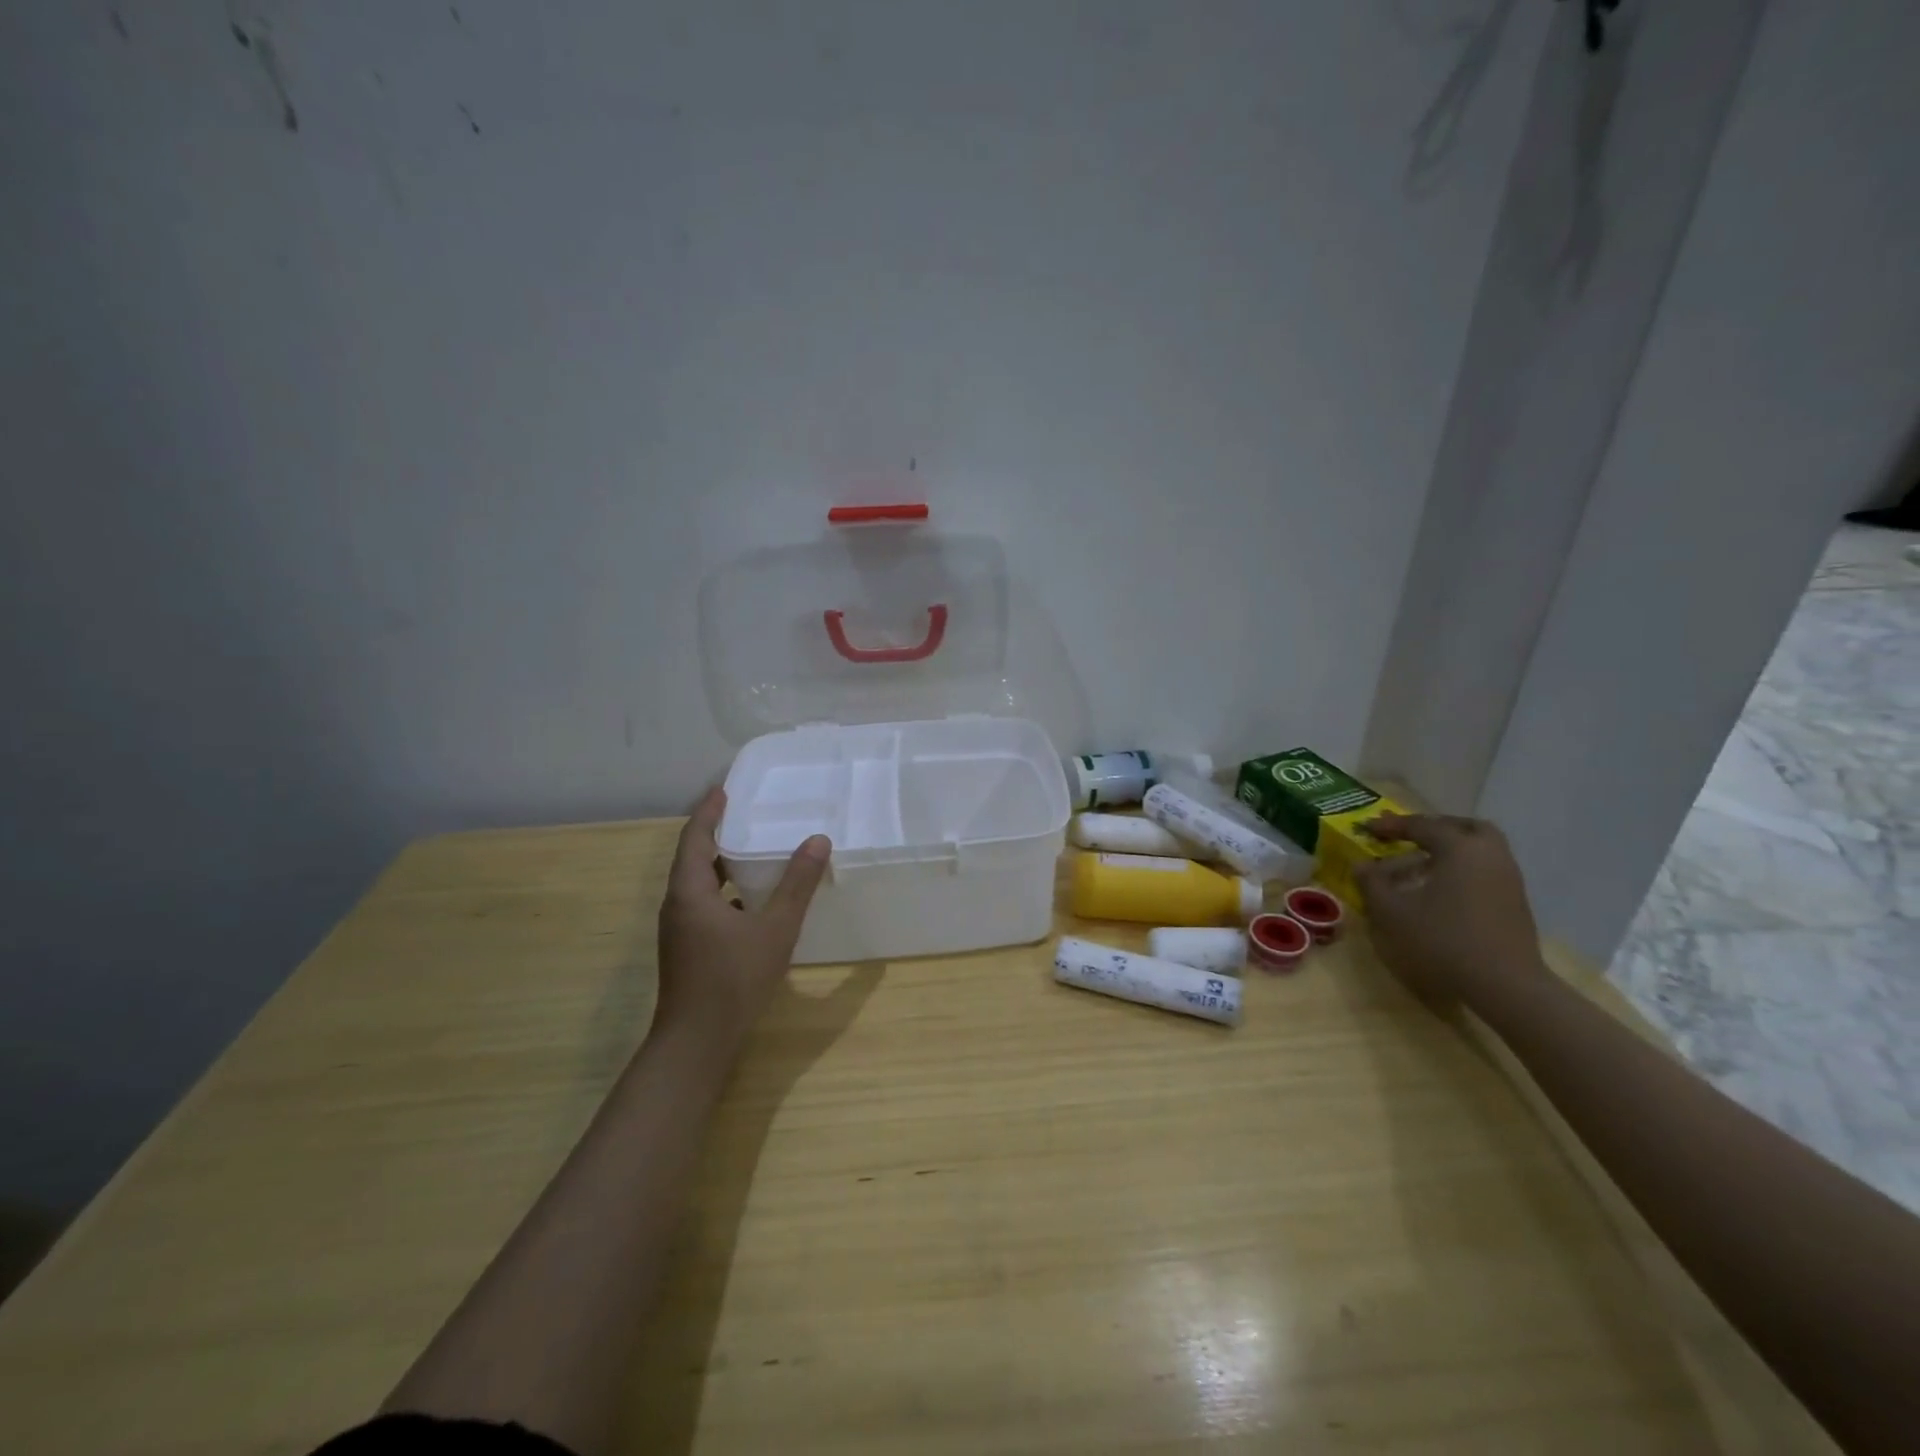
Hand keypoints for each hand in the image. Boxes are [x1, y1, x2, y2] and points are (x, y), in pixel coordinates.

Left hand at [655, 786, 830, 1042]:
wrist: (697, 1042)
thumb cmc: (734, 980)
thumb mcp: (775, 929)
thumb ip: (797, 885)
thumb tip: (818, 840)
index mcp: (690, 891)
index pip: (695, 837)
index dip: (709, 810)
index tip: (724, 788)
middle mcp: (678, 905)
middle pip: (693, 857)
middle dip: (716, 833)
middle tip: (746, 813)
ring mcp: (680, 929)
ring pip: (698, 884)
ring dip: (721, 863)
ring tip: (752, 850)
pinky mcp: (687, 949)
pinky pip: (704, 904)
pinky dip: (725, 891)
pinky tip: (752, 900)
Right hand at [1355, 813, 1544, 1007]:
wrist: (1505, 984)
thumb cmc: (1443, 939)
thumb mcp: (1393, 911)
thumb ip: (1372, 883)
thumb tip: (1361, 865)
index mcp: (1460, 848)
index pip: (1422, 825)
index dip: (1390, 825)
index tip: (1366, 828)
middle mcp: (1489, 854)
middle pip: (1464, 827)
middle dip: (1434, 828)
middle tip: (1409, 838)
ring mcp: (1509, 878)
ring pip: (1480, 848)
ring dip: (1452, 849)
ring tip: (1423, 864)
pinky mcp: (1516, 901)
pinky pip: (1487, 869)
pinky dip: (1464, 868)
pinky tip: (1444, 889)